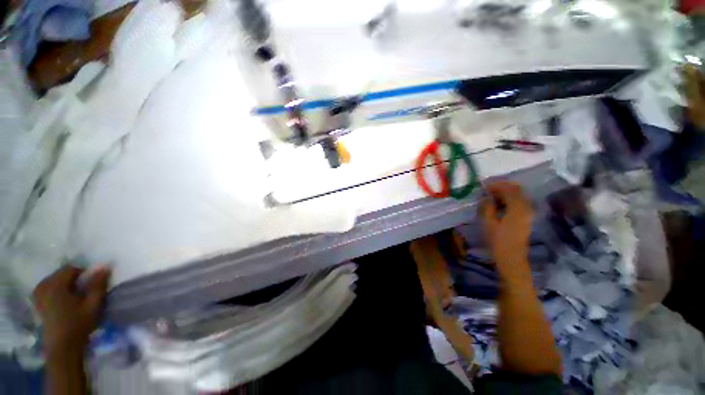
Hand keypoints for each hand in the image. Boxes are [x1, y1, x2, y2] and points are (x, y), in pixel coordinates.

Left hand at [33, 266, 110, 355]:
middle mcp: (43, 286)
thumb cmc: (78, 324)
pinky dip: (57, 291)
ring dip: (65, 285)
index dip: (83, 274)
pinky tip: (63, 303)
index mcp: (55, 285)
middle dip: (73, 280)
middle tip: (83, 293)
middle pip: (61, 274)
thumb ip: (98, 285)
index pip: (71, 269)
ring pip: (54, 281)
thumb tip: (104, 267)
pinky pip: (48, 288)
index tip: (90, 286)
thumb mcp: (93, 305)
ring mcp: (38, 294)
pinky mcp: (37, 302)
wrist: (62, 347)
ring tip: (74, 298)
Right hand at [481, 182, 533, 270]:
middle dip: (502, 187)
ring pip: (518, 196)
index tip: (484, 186)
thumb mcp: (488, 223)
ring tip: (491, 197)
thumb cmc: (498, 240)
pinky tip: (498, 204)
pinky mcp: (526, 218)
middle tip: (487, 190)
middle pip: (516, 190)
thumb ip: (487, 207)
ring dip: (505, 193)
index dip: (496, 185)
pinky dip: (509, 200)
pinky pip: (519, 203)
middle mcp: (526, 208)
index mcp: (517, 208)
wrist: (512, 257)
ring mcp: (528, 213)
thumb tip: (486, 198)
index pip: (509, 189)